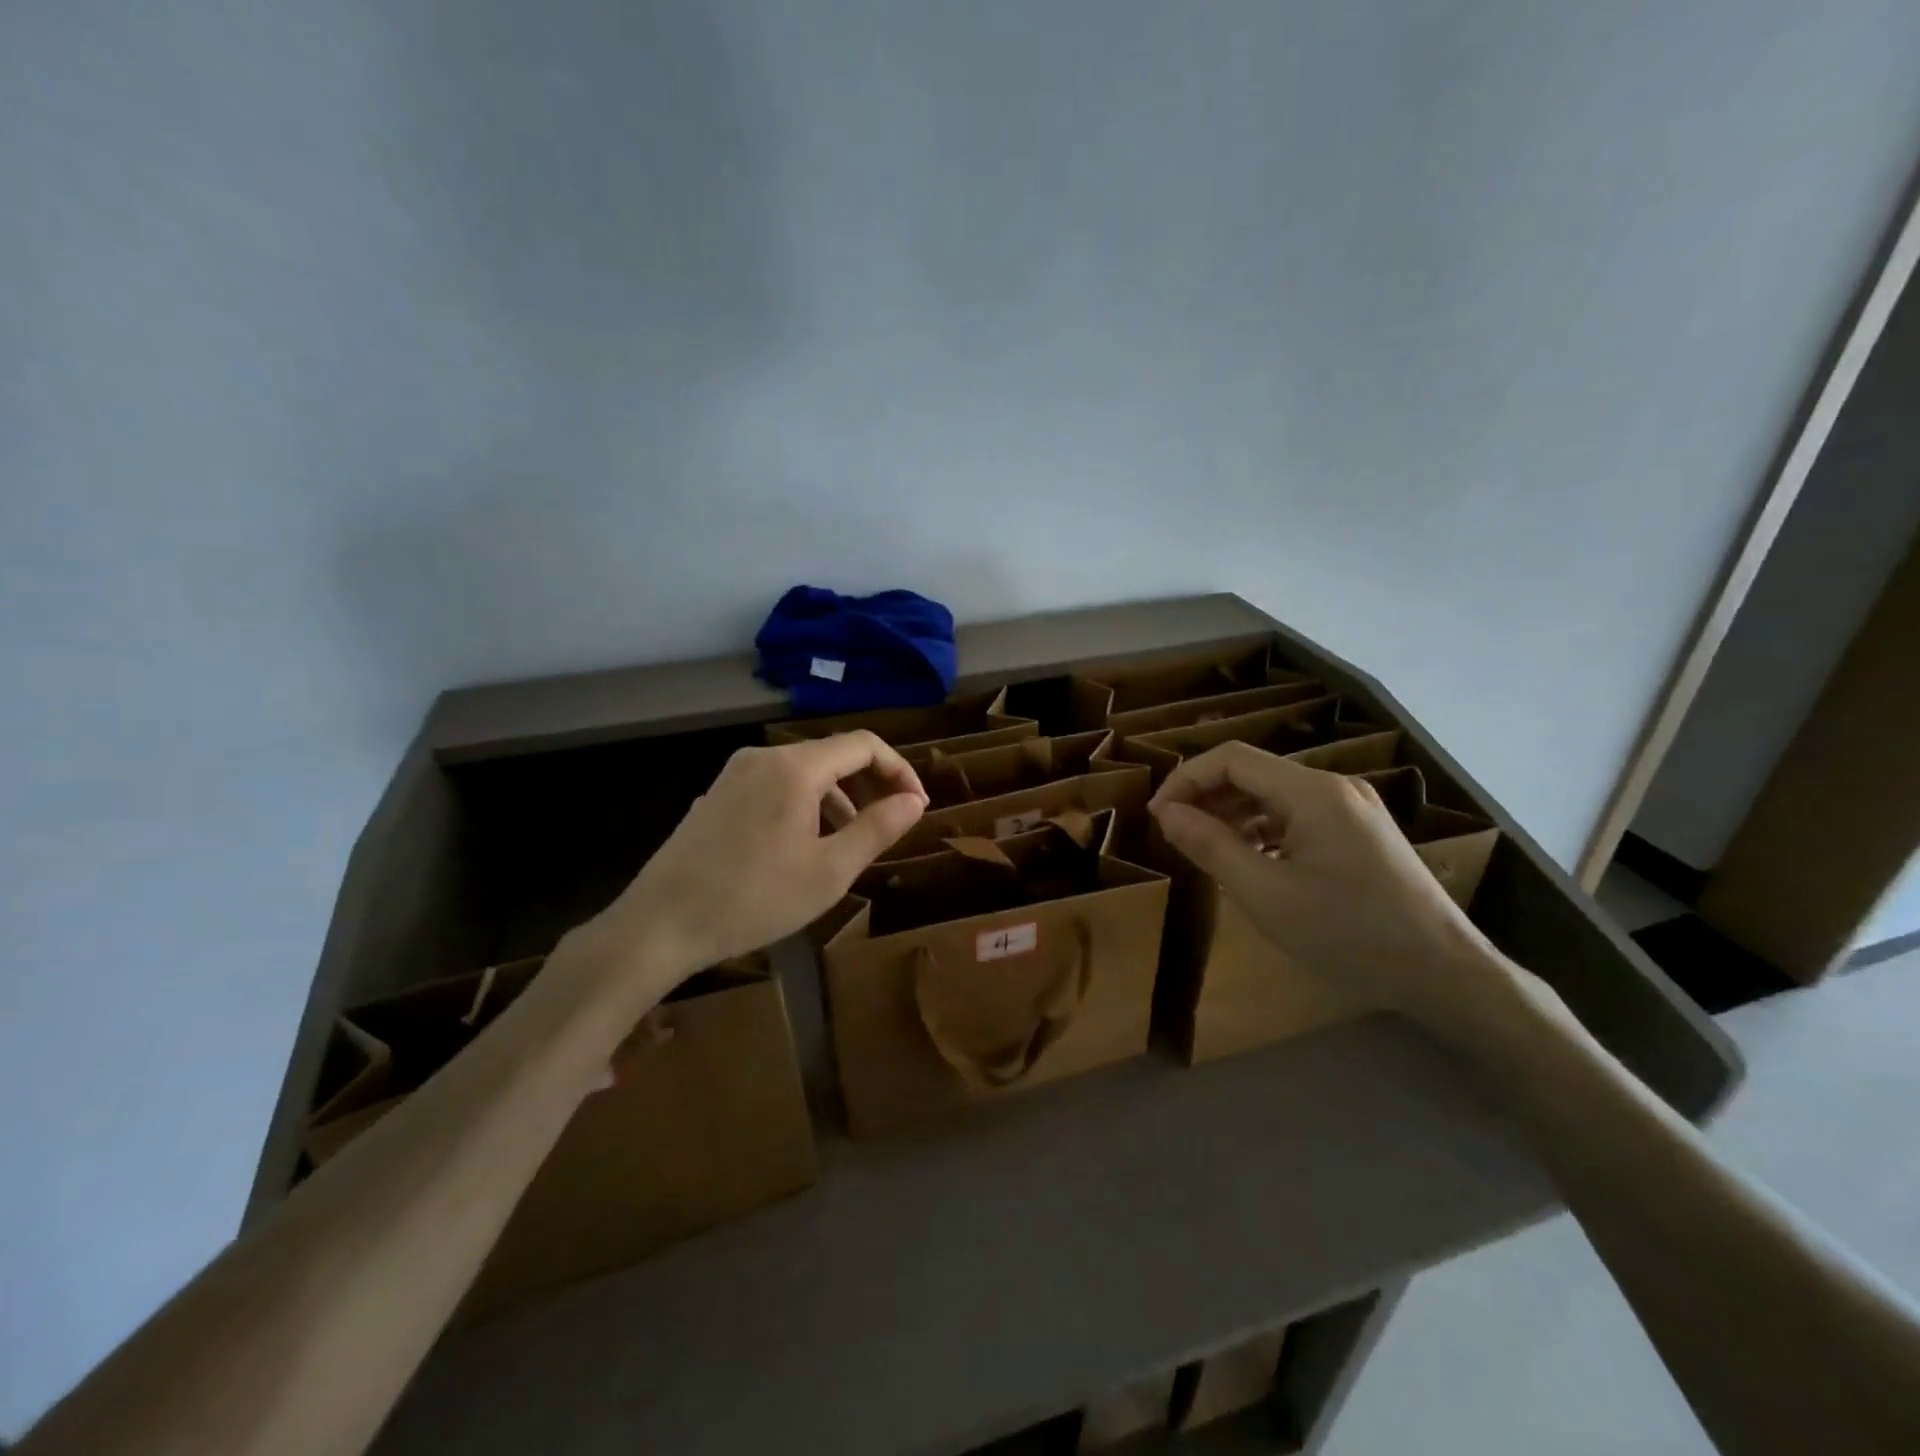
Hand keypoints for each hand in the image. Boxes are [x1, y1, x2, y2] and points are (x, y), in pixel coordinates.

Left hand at [608, 732, 928, 974]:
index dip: (899, 770)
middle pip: (833, 755)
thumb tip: (914, 801)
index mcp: (795, 767)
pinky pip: (776, 786)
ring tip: (851, 841)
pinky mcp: (717, 795)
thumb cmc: (753, 899)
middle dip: (870, 786)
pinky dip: (805, 804)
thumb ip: (878, 829)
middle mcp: (763, 757)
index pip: (863, 745)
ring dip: (839, 798)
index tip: (916, 807)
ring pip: (804, 772)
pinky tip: (804, 846)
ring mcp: (734, 774)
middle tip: (890, 826)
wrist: (659, 925)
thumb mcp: (829, 871)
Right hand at [1147, 741, 1511, 1038]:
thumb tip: (1166, 812)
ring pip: (1275, 794)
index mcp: (1312, 791)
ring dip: (1234, 814)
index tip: (1157, 817)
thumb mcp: (1264, 893)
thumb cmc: (1347, 932)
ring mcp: (1352, 807)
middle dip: (1208, 797)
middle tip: (1175, 835)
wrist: (1443, 972)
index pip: (1232, 759)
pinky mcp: (1361, 831)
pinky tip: (1251, 860)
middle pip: (1254, 772)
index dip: (1186, 780)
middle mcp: (1334, 786)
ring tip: (1206, 849)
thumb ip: (1209, 845)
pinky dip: (1264, 829)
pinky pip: (1298, 815)